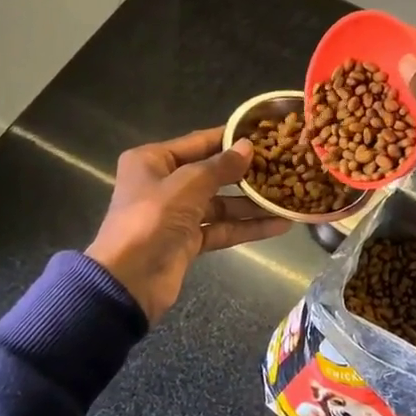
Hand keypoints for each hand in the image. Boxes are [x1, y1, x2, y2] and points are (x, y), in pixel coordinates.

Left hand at [86, 127, 290, 322]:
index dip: (230, 139)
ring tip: (288, 196)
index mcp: (152, 160)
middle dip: (246, 173)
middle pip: (211, 173)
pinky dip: (246, 227)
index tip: (264, 134)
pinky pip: (221, 228)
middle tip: (283, 165)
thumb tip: (248, 147)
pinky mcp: (188, 242)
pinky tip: (278, 224)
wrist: (128, 281)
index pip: (198, 142)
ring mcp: (177, 214)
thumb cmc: (152, 219)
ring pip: (220, 203)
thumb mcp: (187, 185)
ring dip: (251, 203)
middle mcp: (164, 183)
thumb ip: (220, 167)